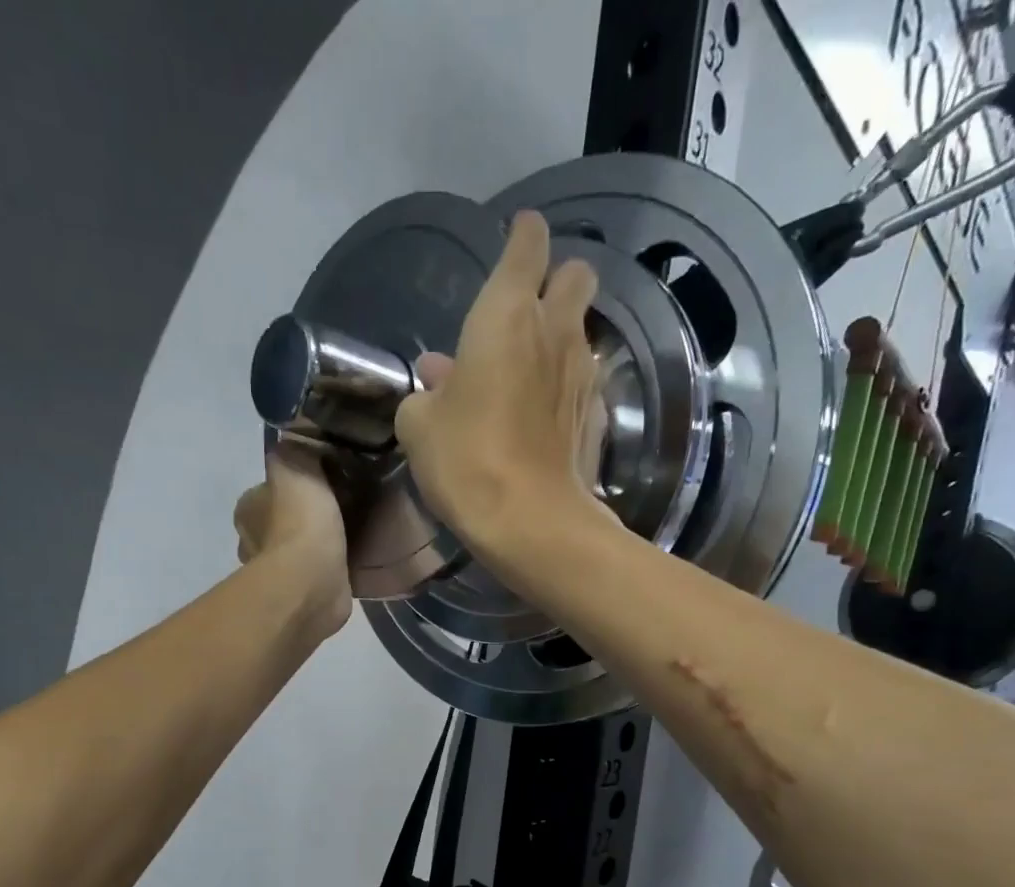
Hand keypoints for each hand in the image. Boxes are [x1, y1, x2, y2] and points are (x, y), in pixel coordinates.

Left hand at [234, 445, 352, 634]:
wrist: (312, 583)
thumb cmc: (300, 522)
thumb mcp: (298, 464)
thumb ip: (298, 449)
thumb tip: (300, 441)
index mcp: (247, 509)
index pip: (267, 490)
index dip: (293, 486)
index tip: (322, 484)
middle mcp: (252, 542)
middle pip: (281, 522)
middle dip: (304, 518)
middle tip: (340, 509)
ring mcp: (275, 574)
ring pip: (297, 551)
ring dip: (316, 546)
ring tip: (350, 534)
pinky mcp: (299, 597)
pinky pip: (316, 575)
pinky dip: (329, 569)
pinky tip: (349, 561)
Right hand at [394, 211, 606, 561]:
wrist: (530, 521)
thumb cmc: (466, 460)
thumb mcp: (418, 426)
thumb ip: (425, 393)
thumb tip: (438, 381)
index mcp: (506, 314)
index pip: (527, 243)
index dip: (522, 236)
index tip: (514, 241)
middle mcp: (554, 330)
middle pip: (575, 274)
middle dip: (556, 280)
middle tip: (526, 311)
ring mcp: (582, 373)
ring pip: (580, 330)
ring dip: (557, 338)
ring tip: (524, 372)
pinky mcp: (596, 414)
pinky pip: (582, 380)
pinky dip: (563, 386)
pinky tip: (542, 415)